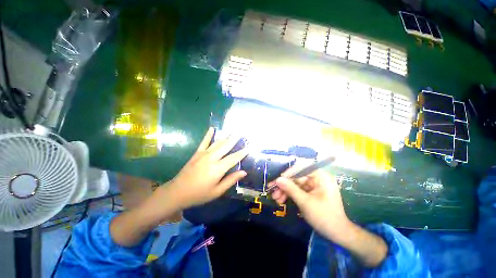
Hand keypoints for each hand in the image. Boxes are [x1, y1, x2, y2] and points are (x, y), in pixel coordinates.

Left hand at [167, 127, 247, 208]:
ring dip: (226, 136)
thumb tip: (244, 172)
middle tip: (242, 131)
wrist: (177, 192)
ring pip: (218, 143)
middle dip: (235, 138)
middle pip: (226, 146)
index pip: (234, 158)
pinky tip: (212, 128)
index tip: (250, 147)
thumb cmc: (199, 194)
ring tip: (233, 130)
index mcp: (218, 168)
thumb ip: (231, 180)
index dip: (243, 152)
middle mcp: (212, 158)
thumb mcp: (217, 191)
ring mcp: (203, 154)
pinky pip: (204, 142)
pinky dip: (208, 135)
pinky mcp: (197, 153)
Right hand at [270, 165, 350, 240]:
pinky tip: (281, 200)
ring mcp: (314, 186)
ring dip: (285, 191)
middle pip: (296, 177)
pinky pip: (298, 190)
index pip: (302, 168)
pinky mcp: (311, 193)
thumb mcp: (305, 202)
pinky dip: (290, 195)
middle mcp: (317, 178)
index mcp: (321, 177)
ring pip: (296, 184)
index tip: (279, 180)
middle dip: (285, 185)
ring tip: (275, 198)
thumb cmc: (324, 216)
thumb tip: (278, 179)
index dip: (289, 173)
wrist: (337, 234)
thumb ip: (290, 189)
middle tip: (272, 191)